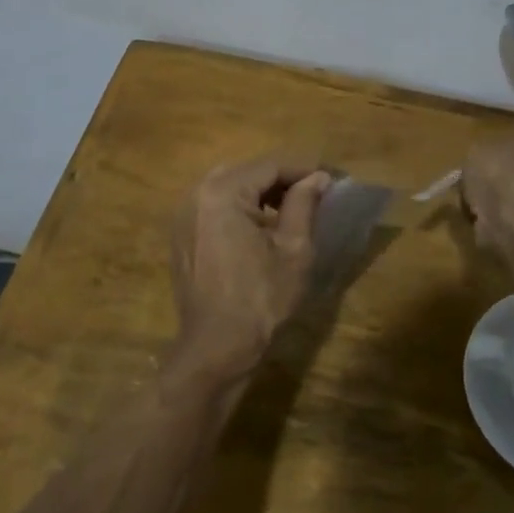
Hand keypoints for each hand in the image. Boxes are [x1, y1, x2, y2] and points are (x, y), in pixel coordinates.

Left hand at [170, 154, 331, 362]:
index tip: (332, 180)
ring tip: (290, 211)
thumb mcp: (294, 249)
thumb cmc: (261, 298)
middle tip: (313, 195)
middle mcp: (196, 194)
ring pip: (229, 187)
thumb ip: (304, 204)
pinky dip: (239, 208)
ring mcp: (184, 215)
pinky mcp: (182, 235)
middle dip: (281, 180)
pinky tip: (260, 230)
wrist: (217, 346)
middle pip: (247, 172)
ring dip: (260, 193)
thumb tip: (318, 177)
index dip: (304, 170)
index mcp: (223, 192)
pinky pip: (214, 207)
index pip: (270, 166)